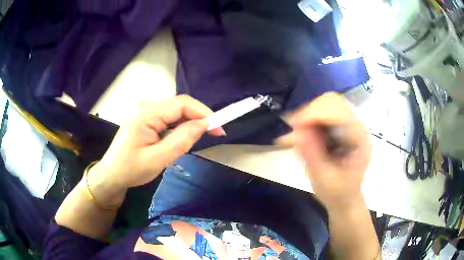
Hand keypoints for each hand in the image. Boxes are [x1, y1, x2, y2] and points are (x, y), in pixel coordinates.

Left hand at [87, 95, 224, 205]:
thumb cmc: (131, 169)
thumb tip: (204, 124)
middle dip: (198, 118)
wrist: (111, 175)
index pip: (182, 104)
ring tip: (193, 142)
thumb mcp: (158, 159)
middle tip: (213, 135)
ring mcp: (145, 111)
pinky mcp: (145, 118)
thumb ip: (181, 140)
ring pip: (175, 112)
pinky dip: (178, 127)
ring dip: (188, 124)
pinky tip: (178, 140)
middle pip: (179, 106)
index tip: (219, 129)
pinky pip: (167, 118)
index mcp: (147, 113)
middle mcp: (146, 106)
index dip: (204, 113)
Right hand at [278, 92, 371, 210]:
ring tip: (295, 131)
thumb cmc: (337, 193)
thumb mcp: (324, 179)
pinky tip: (299, 132)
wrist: (344, 198)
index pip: (340, 113)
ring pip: (327, 103)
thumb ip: (312, 154)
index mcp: (359, 140)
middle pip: (333, 101)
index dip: (315, 113)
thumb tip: (296, 130)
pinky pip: (322, 113)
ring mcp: (348, 125)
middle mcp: (356, 127)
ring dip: (308, 114)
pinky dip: (308, 119)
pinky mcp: (339, 127)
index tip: (293, 124)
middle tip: (293, 127)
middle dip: (310, 110)